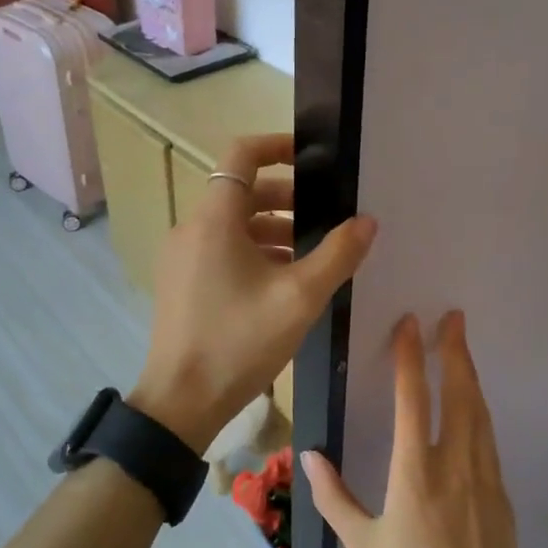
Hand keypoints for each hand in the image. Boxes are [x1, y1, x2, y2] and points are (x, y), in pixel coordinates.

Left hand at [130, 134, 376, 453]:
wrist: (180, 402)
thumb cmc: (239, 342)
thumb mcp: (299, 298)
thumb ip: (337, 254)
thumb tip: (366, 221)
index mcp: (214, 219)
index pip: (241, 155)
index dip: (277, 145)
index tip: (312, 156)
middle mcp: (191, 228)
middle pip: (240, 191)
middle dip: (285, 196)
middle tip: (324, 215)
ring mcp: (182, 257)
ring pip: (232, 224)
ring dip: (271, 227)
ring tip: (309, 253)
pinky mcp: (181, 282)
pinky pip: (220, 249)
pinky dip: (252, 251)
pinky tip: (282, 281)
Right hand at [302, 312, 525, 547]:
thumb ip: (335, 499)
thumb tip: (309, 457)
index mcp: (415, 471)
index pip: (413, 399)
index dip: (409, 358)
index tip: (410, 323)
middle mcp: (454, 462)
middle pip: (459, 393)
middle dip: (455, 351)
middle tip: (453, 317)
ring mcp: (484, 475)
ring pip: (479, 411)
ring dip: (470, 374)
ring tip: (463, 347)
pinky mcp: (500, 492)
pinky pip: (488, 436)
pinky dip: (480, 408)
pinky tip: (474, 405)